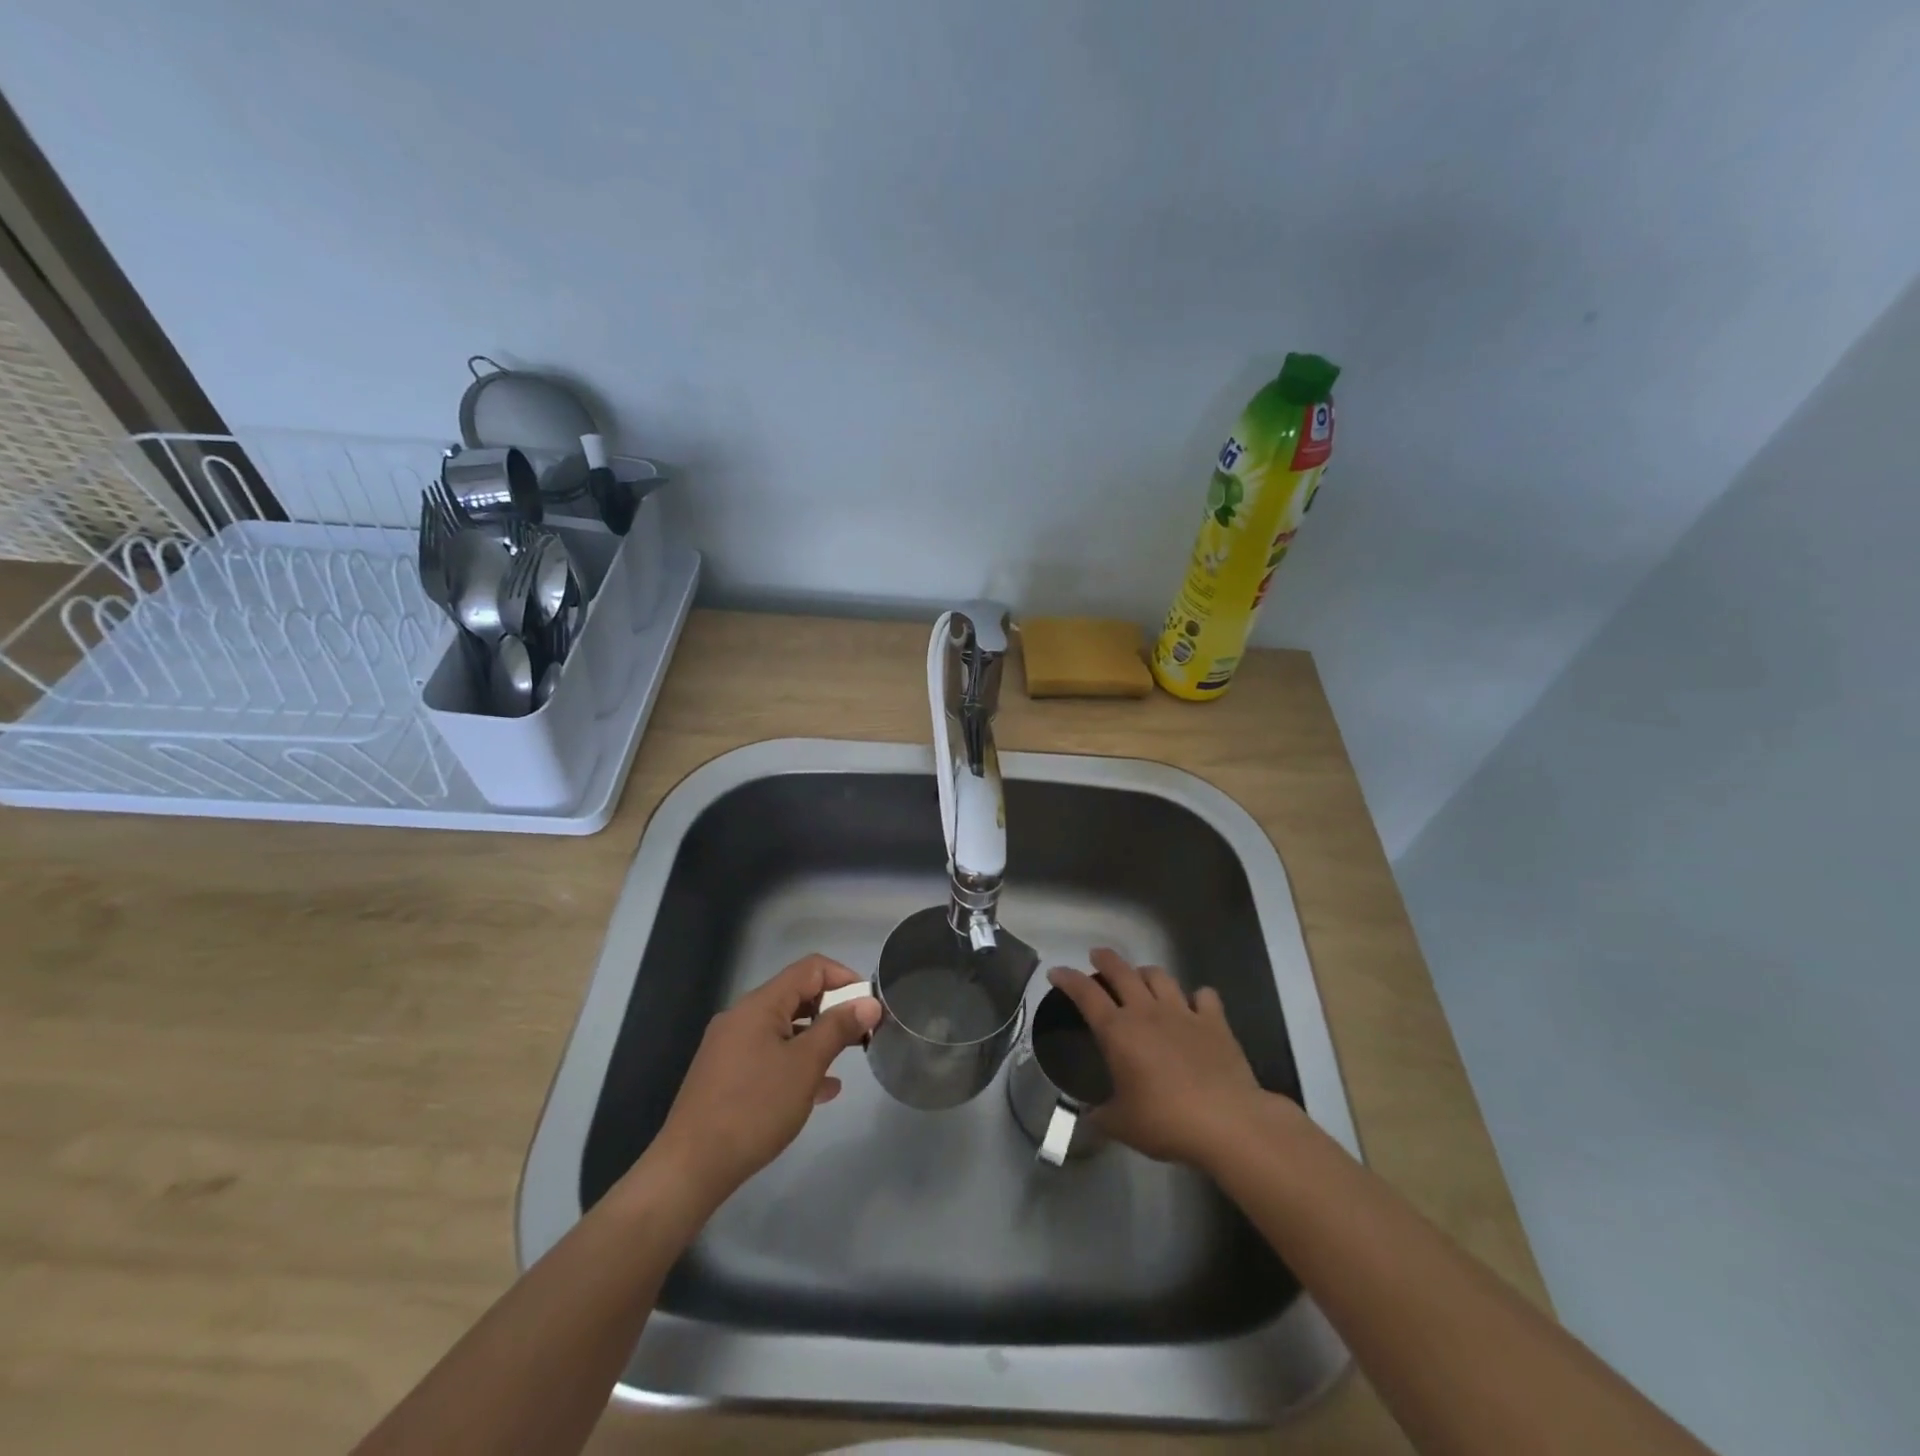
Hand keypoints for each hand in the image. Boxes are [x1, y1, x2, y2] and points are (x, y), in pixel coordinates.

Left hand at [649, 954, 880, 1209]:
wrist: (690, 1168)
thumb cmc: (754, 1108)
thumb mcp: (805, 1065)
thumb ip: (838, 1028)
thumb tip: (869, 1003)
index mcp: (760, 1005)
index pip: (810, 968)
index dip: (845, 978)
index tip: (869, 1005)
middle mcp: (742, 1017)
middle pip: (796, 996)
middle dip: (833, 1010)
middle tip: (862, 1034)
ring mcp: (730, 1047)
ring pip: (784, 1028)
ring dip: (816, 1038)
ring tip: (845, 1061)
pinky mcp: (725, 1076)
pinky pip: (769, 1055)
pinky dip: (795, 1062)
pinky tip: (819, 1090)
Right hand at [1048, 947, 1275, 1169]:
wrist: (1228, 1122)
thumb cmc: (1166, 1121)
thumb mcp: (1122, 1125)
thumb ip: (1100, 1116)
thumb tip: (1088, 1117)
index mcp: (1118, 1031)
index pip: (1085, 993)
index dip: (1068, 979)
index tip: (1056, 972)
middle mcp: (1147, 1012)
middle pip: (1121, 971)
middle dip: (1105, 959)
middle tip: (1097, 956)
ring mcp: (1183, 1012)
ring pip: (1160, 976)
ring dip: (1146, 972)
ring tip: (1141, 977)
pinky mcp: (1215, 1021)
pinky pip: (1204, 995)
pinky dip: (1196, 996)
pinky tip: (1194, 1004)